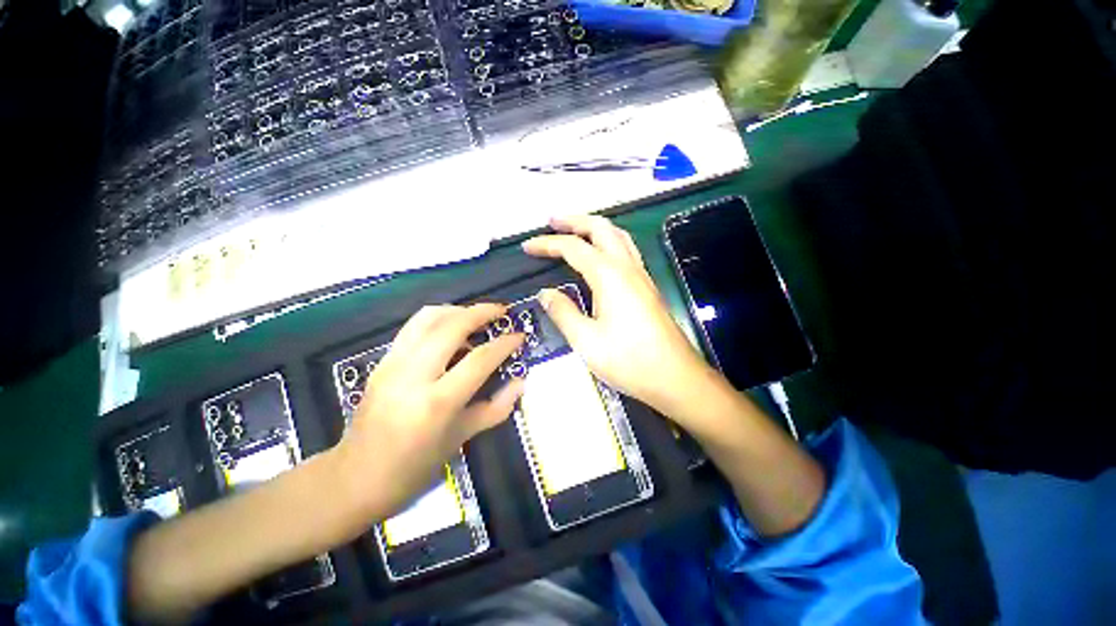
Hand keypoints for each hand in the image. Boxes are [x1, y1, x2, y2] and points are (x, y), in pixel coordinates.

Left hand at [337, 304, 524, 519]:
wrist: (356, 478)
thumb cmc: (415, 466)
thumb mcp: (462, 438)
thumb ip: (497, 407)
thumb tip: (520, 382)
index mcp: (438, 402)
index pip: (480, 359)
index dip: (505, 343)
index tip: (520, 335)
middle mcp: (413, 375)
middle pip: (452, 326)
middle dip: (481, 312)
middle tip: (501, 312)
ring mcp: (392, 364)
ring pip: (428, 318)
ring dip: (458, 310)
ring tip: (476, 317)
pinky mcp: (381, 362)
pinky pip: (413, 327)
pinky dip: (437, 320)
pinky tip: (449, 331)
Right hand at [522, 216, 718, 426]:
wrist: (675, 377)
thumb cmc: (629, 360)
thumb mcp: (586, 341)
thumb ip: (563, 312)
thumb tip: (545, 293)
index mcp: (610, 276)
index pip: (573, 248)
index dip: (547, 243)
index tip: (527, 247)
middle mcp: (627, 267)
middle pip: (601, 228)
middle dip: (575, 220)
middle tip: (552, 222)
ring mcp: (641, 275)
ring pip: (618, 236)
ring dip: (594, 227)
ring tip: (574, 231)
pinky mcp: (647, 287)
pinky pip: (626, 251)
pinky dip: (608, 241)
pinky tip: (600, 255)